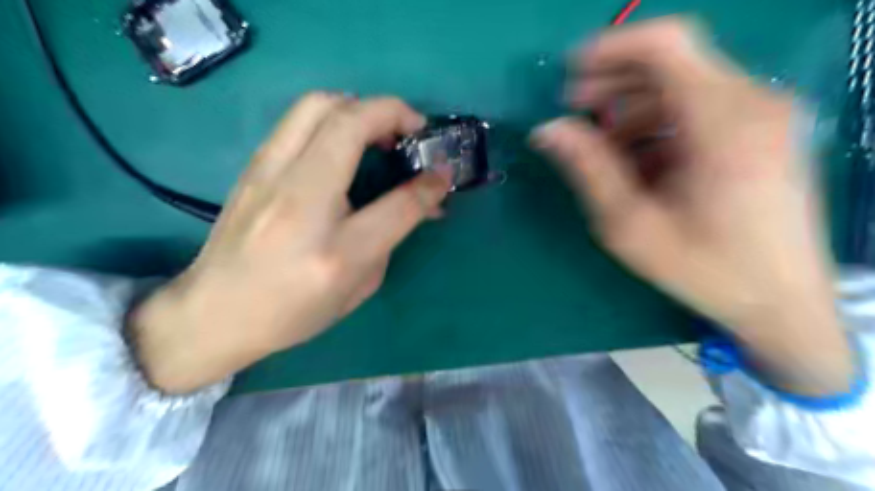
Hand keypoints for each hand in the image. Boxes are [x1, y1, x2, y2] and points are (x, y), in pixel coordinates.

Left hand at [132, 92, 454, 394]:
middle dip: (393, 113)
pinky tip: (343, 142)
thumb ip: (392, 237)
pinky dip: (332, 116)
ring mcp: (268, 176)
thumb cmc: (293, 311)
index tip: (443, 172)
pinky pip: (298, 119)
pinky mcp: (253, 165)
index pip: (398, 203)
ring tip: (379, 131)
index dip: (430, 182)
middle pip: (350, 123)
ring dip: (360, 107)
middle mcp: (300, 202)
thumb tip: (421, 199)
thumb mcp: (357, 288)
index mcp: (336, 252)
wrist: (214, 312)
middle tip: (411, 132)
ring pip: (319, 105)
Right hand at [534, 16, 855, 396]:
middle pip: (673, 63)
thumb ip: (588, 169)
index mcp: (723, 122)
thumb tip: (547, 130)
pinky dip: (660, 125)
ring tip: (600, 147)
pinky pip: (700, 111)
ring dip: (633, 109)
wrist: (782, 303)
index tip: (568, 74)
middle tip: (573, 112)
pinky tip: (638, 161)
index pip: (666, 45)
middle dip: (614, 83)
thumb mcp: (631, 224)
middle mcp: (752, 103)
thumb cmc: (705, 268)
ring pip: (684, 87)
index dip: (610, 48)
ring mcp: (763, 117)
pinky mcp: (762, 134)